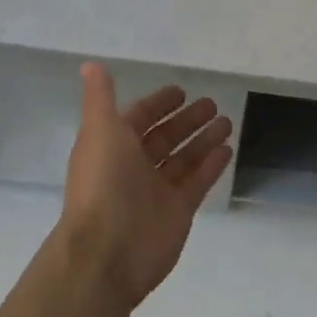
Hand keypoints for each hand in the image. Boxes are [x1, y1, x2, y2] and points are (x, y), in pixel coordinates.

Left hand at [57, 65, 234, 307]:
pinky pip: (198, 182)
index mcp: (113, 146)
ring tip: (227, 122)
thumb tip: (89, 64)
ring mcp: (157, 191)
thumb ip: (100, 97)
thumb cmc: (102, 183)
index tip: (181, 91)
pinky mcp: (178, 212)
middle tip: (212, 104)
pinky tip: (228, 148)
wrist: (106, 253)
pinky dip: (212, 165)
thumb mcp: (99, 130)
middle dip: (187, 120)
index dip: (158, 104)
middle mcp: (134, 167)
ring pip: (184, 158)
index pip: (140, 118)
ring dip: (204, 139)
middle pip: (166, 137)